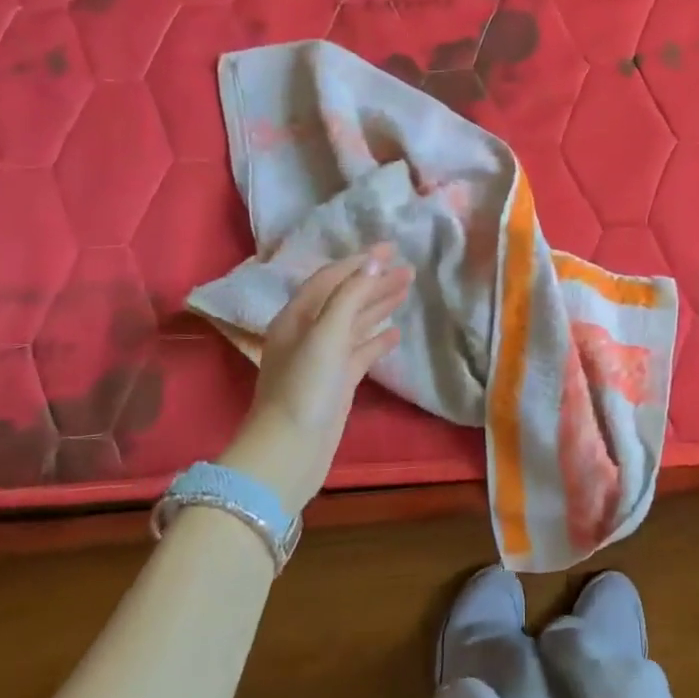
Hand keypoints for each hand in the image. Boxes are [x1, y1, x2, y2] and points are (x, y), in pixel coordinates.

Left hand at [222, 246, 412, 512]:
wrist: (290, 450)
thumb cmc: (304, 388)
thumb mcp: (326, 335)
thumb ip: (350, 297)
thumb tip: (373, 262)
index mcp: (297, 317)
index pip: (331, 278)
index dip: (360, 262)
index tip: (391, 248)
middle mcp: (308, 333)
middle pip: (345, 298)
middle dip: (374, 282)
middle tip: (408, 270)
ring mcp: (323, 359)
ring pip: (355, 323)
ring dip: (378, 306)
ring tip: (406, 290)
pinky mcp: (337, 382)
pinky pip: (360, 352)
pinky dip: (377, 340)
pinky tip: (396, 334)